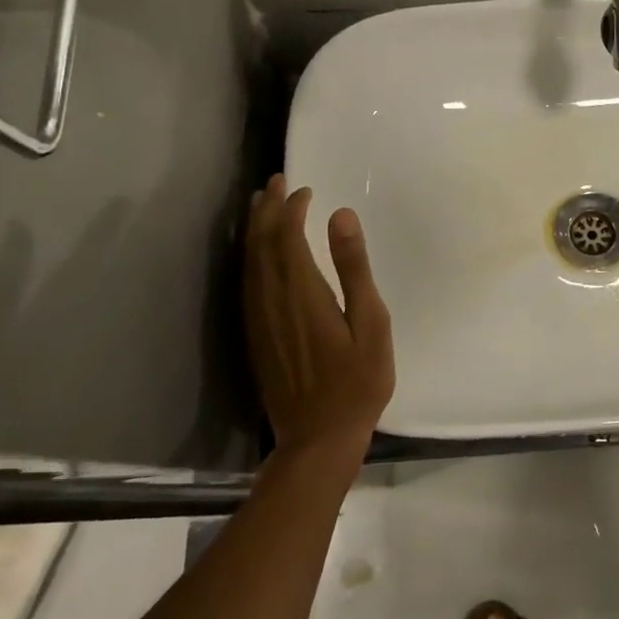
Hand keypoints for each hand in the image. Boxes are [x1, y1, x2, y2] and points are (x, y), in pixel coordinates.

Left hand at [244, 175, 394, 463]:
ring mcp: (258, 319)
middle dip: (267, 210)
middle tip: (276, 181)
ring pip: (249, 262)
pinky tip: (258, 253)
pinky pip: (247, 283)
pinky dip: (251, 257)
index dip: (292, 210)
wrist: (318, 437)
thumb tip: (340, 216)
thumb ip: (353, 268)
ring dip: (255, 229)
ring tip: (261, 204)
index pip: (287, 237)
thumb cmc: (358, 381)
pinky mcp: (255, 335)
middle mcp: (271, 300)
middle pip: (261, 244)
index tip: (305, 190)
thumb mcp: (371, 323)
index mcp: (302, 292)